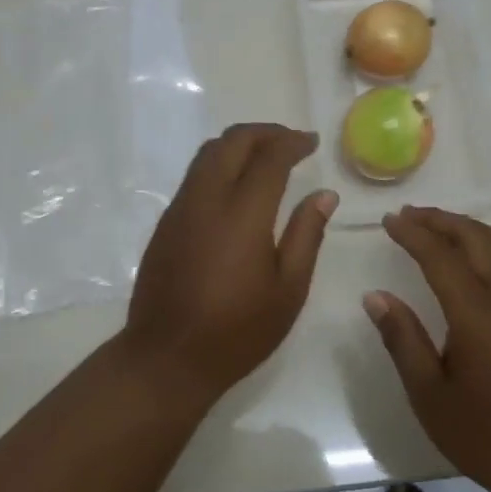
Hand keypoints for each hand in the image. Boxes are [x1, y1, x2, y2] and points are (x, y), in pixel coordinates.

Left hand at [121, 124, 336, 405]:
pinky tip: (236, 186)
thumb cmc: (237, 331)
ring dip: (239, 144)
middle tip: (291, 142)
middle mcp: (207, 199)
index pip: (269, 157)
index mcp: (243, 214)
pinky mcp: (166, 222)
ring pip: (208, 154)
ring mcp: (180, 208)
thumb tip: (324, 195)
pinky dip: (220, 163)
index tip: (311, 142)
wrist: (165, 358)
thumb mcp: (288, 290)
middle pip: (232, 142)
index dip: (292, 142)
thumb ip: (306, 235)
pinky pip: (194, 175)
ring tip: (265, 156)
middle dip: (264, 133)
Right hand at [367, 206, 490, 491]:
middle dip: (439, 219)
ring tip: (435, 227)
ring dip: (465, 226)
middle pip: (474, 236)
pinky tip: (468, 259)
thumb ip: (402, 339)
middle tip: (407, 215)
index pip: (439, 255)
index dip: (412, 233)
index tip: (388, 220)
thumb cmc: (486, 435)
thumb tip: (375, 296)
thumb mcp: (430, 394)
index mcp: (477, 313)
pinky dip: (483, 243)